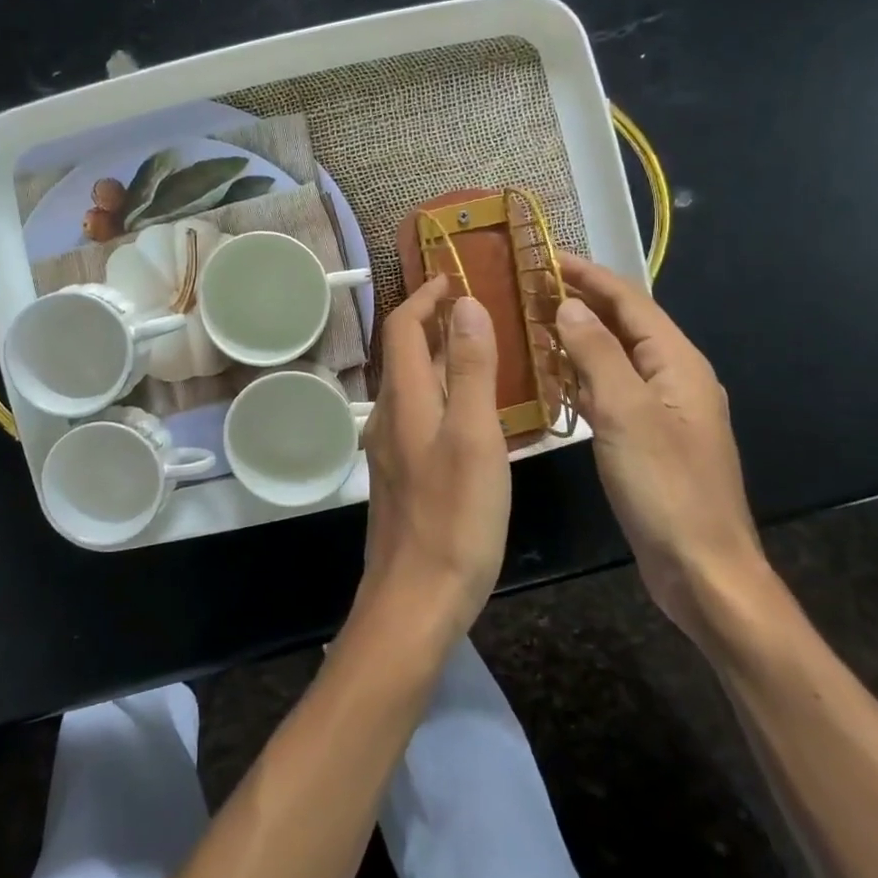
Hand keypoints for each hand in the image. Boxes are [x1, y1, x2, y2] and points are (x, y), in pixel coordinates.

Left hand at [357, 275, 510, 639]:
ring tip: (486, 354)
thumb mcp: (475, 437)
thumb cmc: (455, 518)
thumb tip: (466, 304)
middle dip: (435, 323)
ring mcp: (393, 449)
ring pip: (415, 387)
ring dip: (443, 360)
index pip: (403, 328)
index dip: (425, 297)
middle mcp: (390, 417)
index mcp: (406, 400)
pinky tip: (477, 416)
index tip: (455, 277)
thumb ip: (473, 369)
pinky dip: (445, 396)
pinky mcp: (403, 477)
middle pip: (406, 354)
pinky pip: (422, 417)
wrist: (415, 600)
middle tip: (480, 311)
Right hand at [555, 254, 764, 638]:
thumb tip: (570, 305)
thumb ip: (597, 354)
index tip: (546, 257)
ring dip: (579, 336)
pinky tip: (553, 377)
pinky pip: (612, 389)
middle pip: (625, 324)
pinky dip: (582, 374)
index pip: (630, 301)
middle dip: (582, 300)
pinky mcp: (649, 437)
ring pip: (616, 357)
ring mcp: (663, 410)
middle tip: (530, 287)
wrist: (702, 569)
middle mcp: (675, 377)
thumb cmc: (665, 487)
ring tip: (533, 321)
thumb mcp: (626, 413)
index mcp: (678, 363)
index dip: (589, 275)